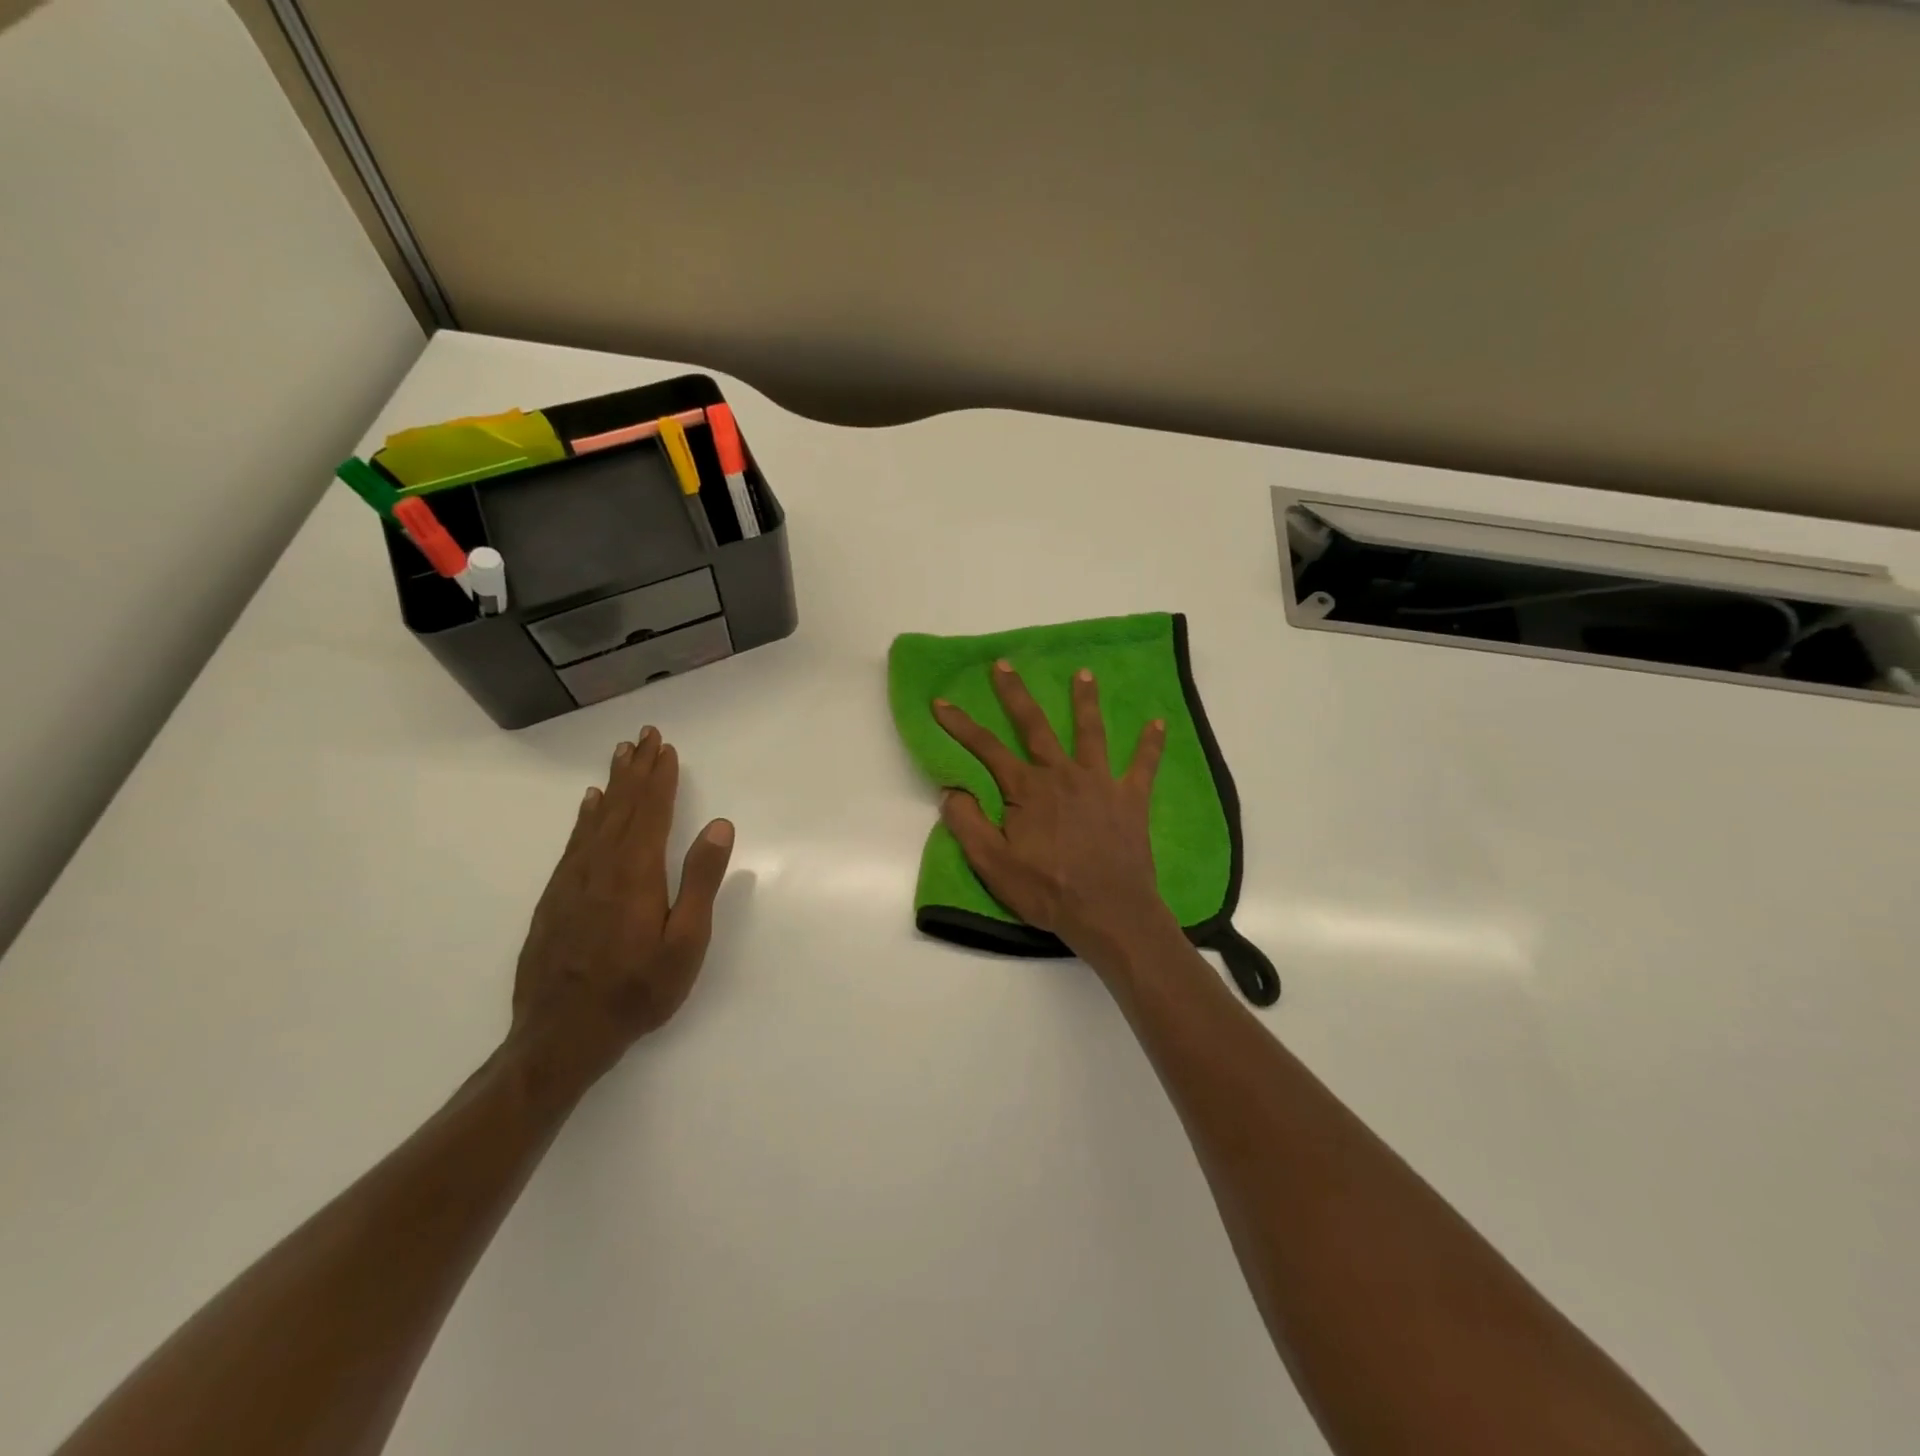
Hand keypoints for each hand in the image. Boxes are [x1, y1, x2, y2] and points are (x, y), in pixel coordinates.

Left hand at [509, 725, 733, 1096]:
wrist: (561, 1036)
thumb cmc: (637, 990)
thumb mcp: (686, 942)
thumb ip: (701, 880)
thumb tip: (719, 824)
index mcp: (636, 872)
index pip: (651, 811)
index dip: (660, 777)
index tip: (666, 748)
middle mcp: (601, 866)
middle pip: (622, 806)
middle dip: (636, 769)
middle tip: (643, 736)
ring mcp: (573, 881)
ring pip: (596, 820)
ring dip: (613, 785)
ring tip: (620, 757)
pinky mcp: (555, 898)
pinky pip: (574, 842)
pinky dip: (586, 817)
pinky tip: (590, 806)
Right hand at [933, 661, 1177, 969]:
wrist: (1109, 912)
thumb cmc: (1047, 890)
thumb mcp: (993, 864)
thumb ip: (968, 823)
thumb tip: (952, 789)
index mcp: (1027, 789)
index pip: (986, 748)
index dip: (961, 724)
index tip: (941, 702)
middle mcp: (1062, 774)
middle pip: (1035, 726)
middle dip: (1016, 694)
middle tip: (1005, 664)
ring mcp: (1100, 783)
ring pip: (1090, 733)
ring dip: (1085, 701)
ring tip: (1084, 673)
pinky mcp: (1131, 799)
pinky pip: (1143, 766)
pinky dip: (1150, 744)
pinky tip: (1159, 722)